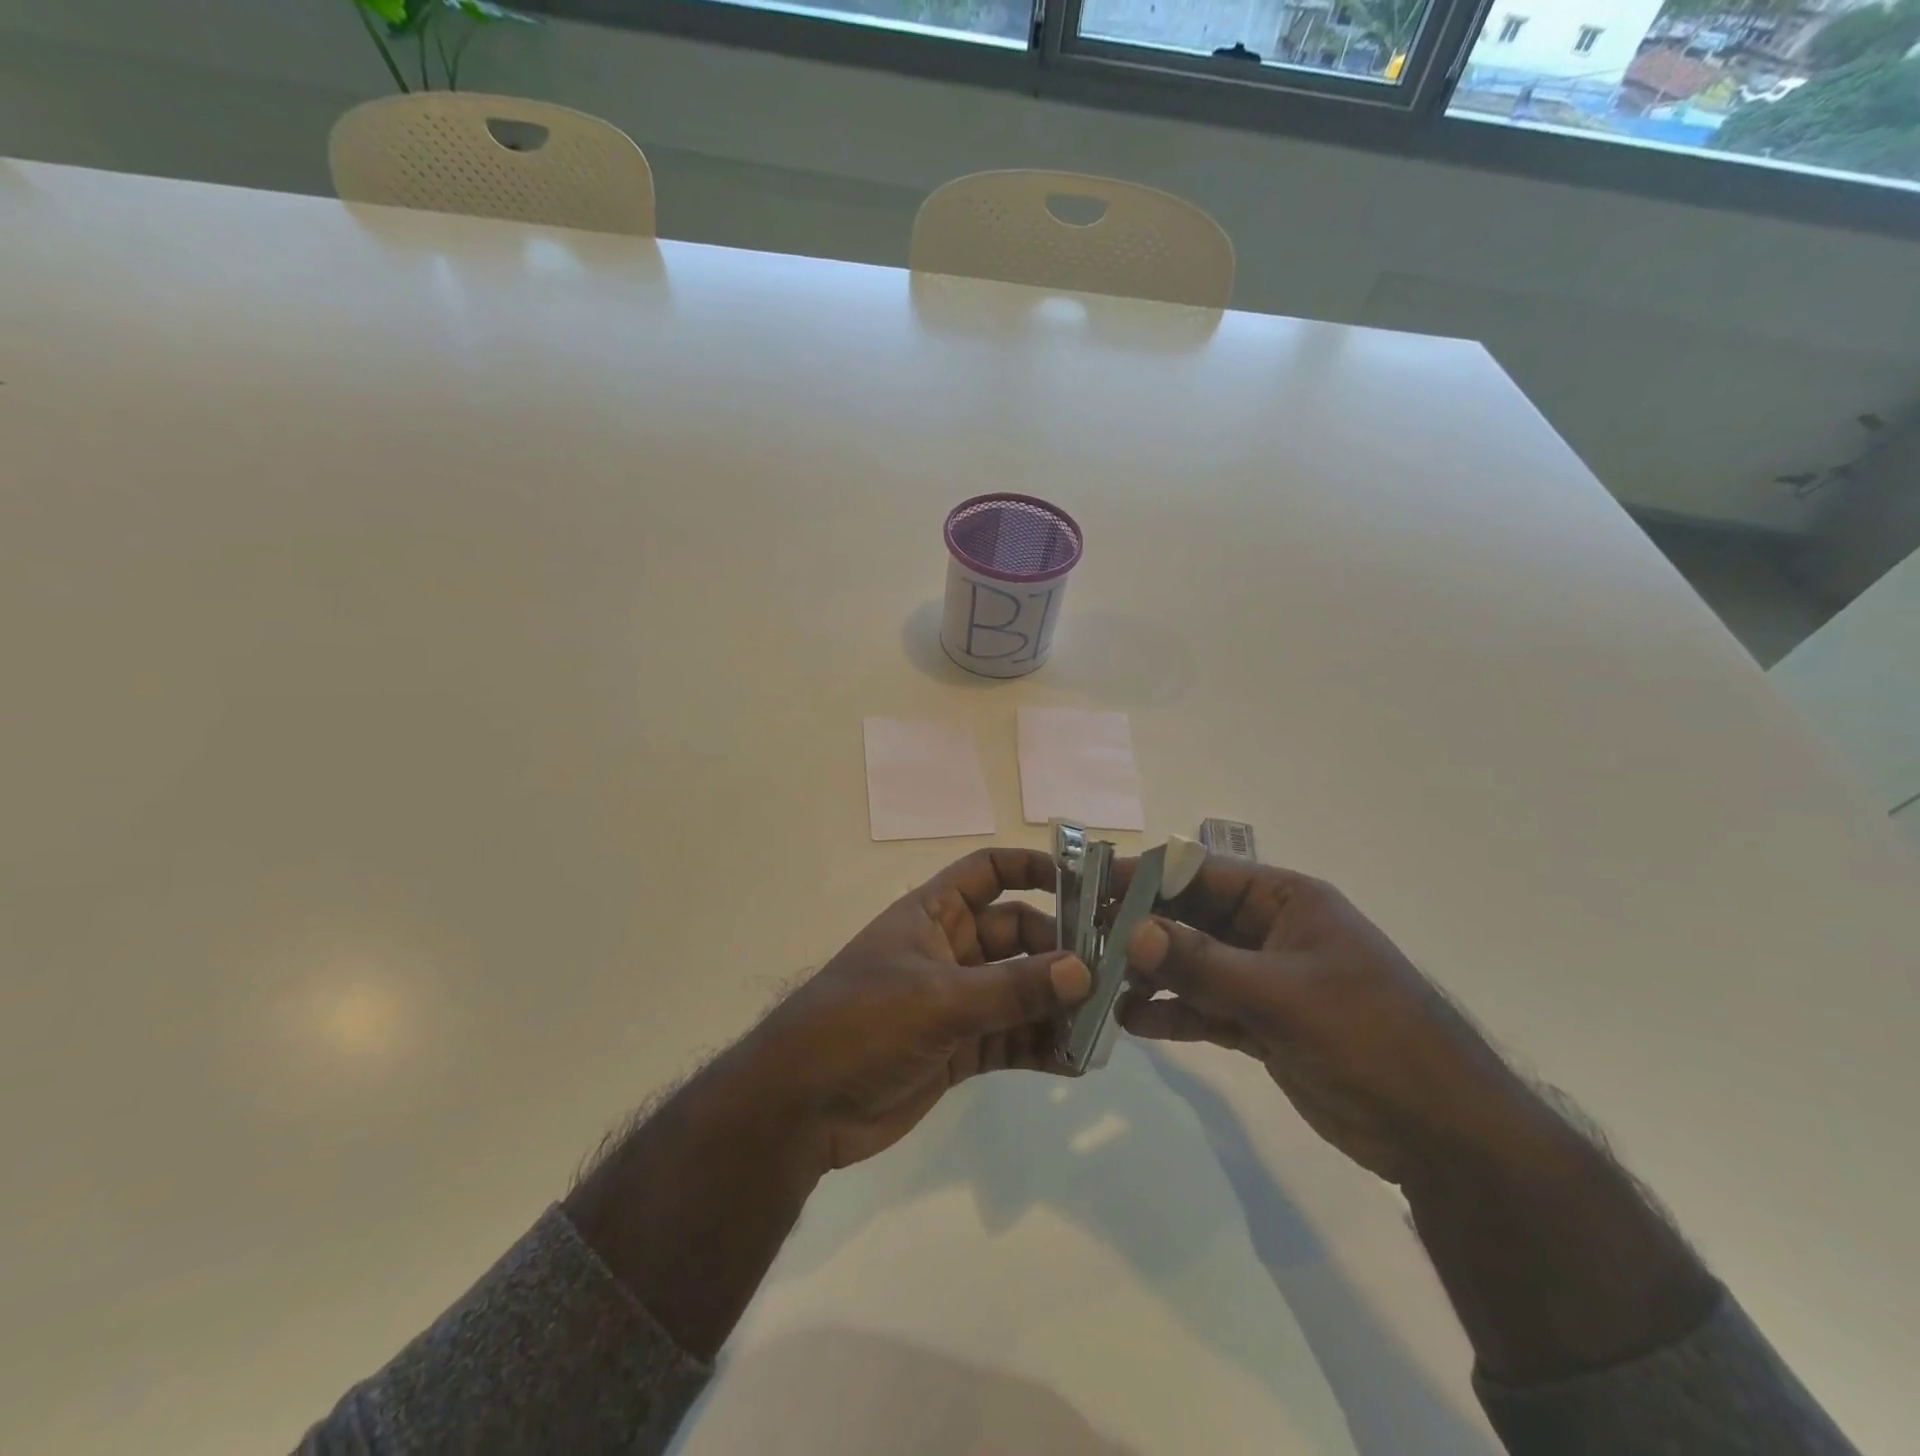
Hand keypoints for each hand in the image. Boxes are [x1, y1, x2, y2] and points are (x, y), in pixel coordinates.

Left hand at [566, 847, 1089, 1361]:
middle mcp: (949, 949)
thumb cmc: (861, 1024)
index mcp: (933, 914)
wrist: (801, 1108)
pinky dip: (1041, 1045)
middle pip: (1017, 934)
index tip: (1085, 884)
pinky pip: (1012, 1037)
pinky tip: (1078, 1059)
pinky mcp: (960, 1048)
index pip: (988, 872)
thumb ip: (1012, 988)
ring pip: (1020, 990)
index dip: (1033, 868)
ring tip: (1107, 1021)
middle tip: (1114, 972)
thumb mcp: (939, 999)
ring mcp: (956, 1001)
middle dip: (1061, 950)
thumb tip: (1085, 970)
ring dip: (1058, 1003)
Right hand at [1116, 857, 1533, 1188]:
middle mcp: (1270, 931)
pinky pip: (1204, 1008)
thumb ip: (1203, 962)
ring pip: (1192, 965)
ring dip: (1150, 974)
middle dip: (1139, 930)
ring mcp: (1265, 979)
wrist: (1443, 1135)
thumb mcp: (1282, 994)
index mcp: (1285, 900)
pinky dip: (1172, 1012)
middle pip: (1190, 918)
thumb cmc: (1369, 1038)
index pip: (1200, 873)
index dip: (1146, 878)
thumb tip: (1131, 930)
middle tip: (1082, 944)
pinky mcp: (1261, 1024)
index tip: (1091, 889)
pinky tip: (1132, 1022)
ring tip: (1099, 987)